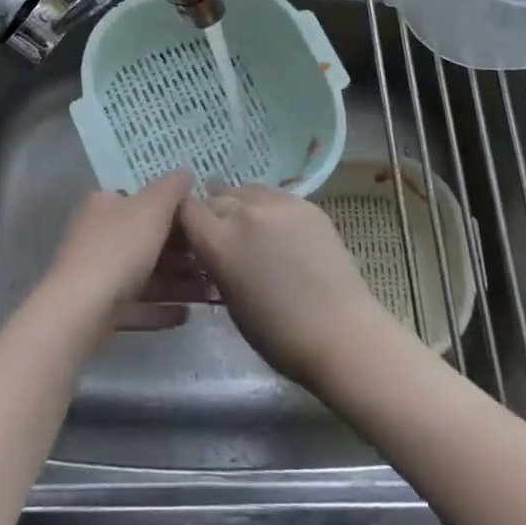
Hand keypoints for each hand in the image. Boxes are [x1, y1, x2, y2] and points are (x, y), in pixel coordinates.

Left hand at [36, 170, 211, 336]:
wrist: (79, 311)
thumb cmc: (119, 248)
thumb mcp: (152, 208)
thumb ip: (172, 188)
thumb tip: (185, 172)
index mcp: (104, 205)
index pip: (141, 201)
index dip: (174, 212)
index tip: (202, 226)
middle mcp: (97, 234)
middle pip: (146, 240)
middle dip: (182, 254)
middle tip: (212, 265)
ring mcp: (96, 273)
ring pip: (144, 275)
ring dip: (177, 284)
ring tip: (208, 295)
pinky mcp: (98, 309)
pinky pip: (136, 304)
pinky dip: (160, 309)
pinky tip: (186, 315)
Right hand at [179, 183, 393, 386]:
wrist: (340, 333)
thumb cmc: (277, 334)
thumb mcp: (230, 300)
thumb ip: (216, 263)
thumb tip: (212, 249)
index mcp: (218, 240)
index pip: (186, 208)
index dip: (184, 218)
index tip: (190, 232)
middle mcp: (244, 212)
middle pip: (216, 196)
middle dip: (213, 212)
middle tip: (221, 234)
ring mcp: (278, 204)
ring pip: (246, 190)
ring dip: (240, 204)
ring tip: (249, 226)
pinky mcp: (307, 205)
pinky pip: (275, 196)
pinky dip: (268, 207)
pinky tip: (278, 229)